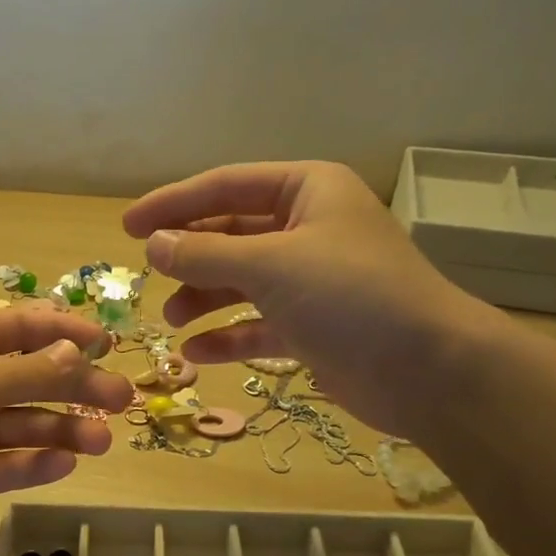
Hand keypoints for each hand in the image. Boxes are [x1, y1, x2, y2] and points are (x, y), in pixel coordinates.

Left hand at [0, 307, 133, 555]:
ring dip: (64, 429)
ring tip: (101, 443)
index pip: (17, 328)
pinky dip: (37, 463)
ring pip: (26, 424)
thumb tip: (77, 350)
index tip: (107, 342)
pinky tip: (65, 465)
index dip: (62, 330)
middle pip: (30, 378)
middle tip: (122, 400)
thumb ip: (26, 373)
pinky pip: (11, 462)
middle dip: (75, 386)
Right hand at [123, 161, 499, 438]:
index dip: (172, 204)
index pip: (224, 186)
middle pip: (231, 234)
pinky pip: (257, 325)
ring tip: (172, 320)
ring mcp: (311, 281)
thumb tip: (153, 245)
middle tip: (148, 277)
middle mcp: (308, 229)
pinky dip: (227, 337)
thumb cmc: (350, 296)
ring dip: (204, 299)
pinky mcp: (312, 327)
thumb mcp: (270, 265)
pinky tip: (196, 354)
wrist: (427, 369)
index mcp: (307, 191)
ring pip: (241, 282)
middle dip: (189, 257)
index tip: (127, 226)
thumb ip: (205, 254)